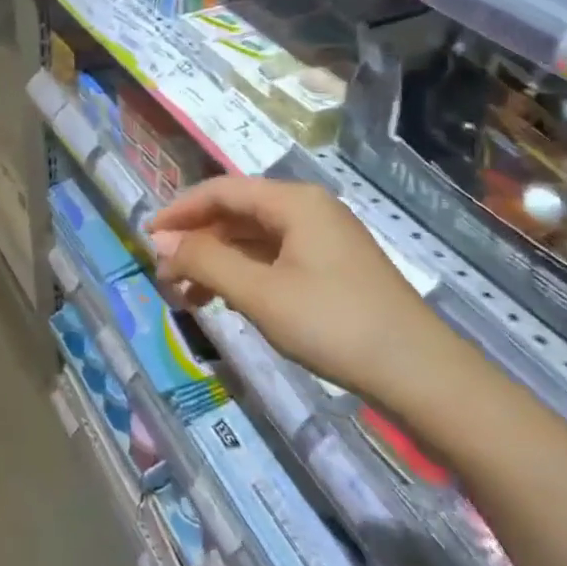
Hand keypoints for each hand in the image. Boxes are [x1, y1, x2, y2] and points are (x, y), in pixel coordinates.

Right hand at [149, 177, 442, 399]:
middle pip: (237, 213)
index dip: (179, 211)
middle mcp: (308, 210)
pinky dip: (243, 274)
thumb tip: (162, 242)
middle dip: (196, 241)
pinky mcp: (331, 268)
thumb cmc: (333, 324)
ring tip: (187, 296)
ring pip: (253, 239)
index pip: (221, 191)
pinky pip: (273, 258)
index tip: (147, 238)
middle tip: (165, 276)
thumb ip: (207, 261)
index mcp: (293, 202)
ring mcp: (323, 239)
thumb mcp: (260, 293)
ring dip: (216, 261)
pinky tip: (225, 300)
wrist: (420, 374)